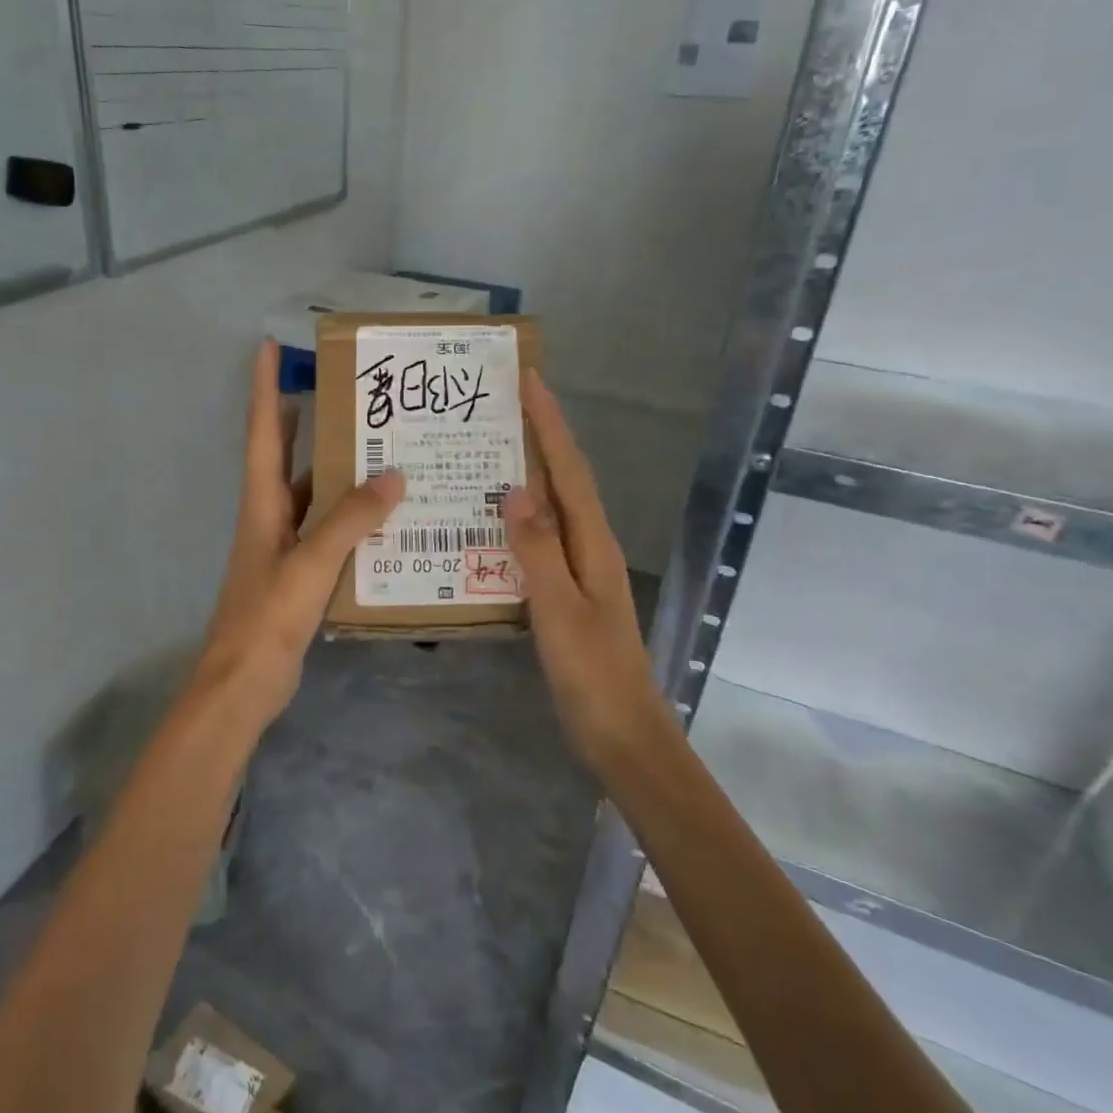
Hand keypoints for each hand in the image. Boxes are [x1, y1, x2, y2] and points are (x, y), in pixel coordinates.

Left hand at [194, 340, 404, 727]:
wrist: (242, 684)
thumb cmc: (267, 617)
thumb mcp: (311, 563)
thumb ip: (350, 519)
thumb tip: (393, 475)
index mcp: (261, 503)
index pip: (263, 432)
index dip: (264, 388)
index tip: (269, 346)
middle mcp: (269, 515)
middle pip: (285, 455)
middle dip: (307, 420)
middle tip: (346, 394)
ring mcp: (282, 545)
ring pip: (312, 494)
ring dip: (337, 471)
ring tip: (380, 447)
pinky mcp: (298, 572)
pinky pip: (327, 530)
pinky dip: (350, 517)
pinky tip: (384, 516)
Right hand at [505, 370, 664, 773]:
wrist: (622, 732)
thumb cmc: (592, 673)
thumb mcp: (559, 610)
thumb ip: (537, 550)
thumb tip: (515, 489)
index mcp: (593, 542)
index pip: (569, 468)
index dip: (550, 423)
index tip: (529, 380)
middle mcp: (591, 545)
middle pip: (565, 477)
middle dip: (540, 436)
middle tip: (501, 404)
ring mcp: (581, 568)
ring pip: (554, 505)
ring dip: (529, 470)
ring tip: (491, 447)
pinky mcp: (569, 589)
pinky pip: (542, 537)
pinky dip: (521, 515)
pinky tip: (493, 519)